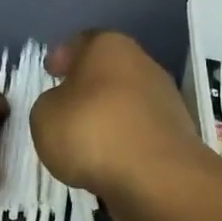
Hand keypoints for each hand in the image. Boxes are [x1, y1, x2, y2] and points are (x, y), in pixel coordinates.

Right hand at [30, 31, 221, 220]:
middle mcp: (142, 64)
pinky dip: (123, 142)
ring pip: (125, 102)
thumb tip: (62, 107)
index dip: (62, 57)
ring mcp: (165, 100)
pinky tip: (107, 161)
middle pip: (107, 71)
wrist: (157, 178)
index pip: (81, 42)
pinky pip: (139, 132)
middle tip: (64, 105)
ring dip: (106, 117)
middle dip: (86, 87)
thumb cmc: (92, 131)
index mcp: (109, 46)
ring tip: (83, 141)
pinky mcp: (177, 135)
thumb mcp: (44, 116)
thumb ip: (50, 104)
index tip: (50, 72)